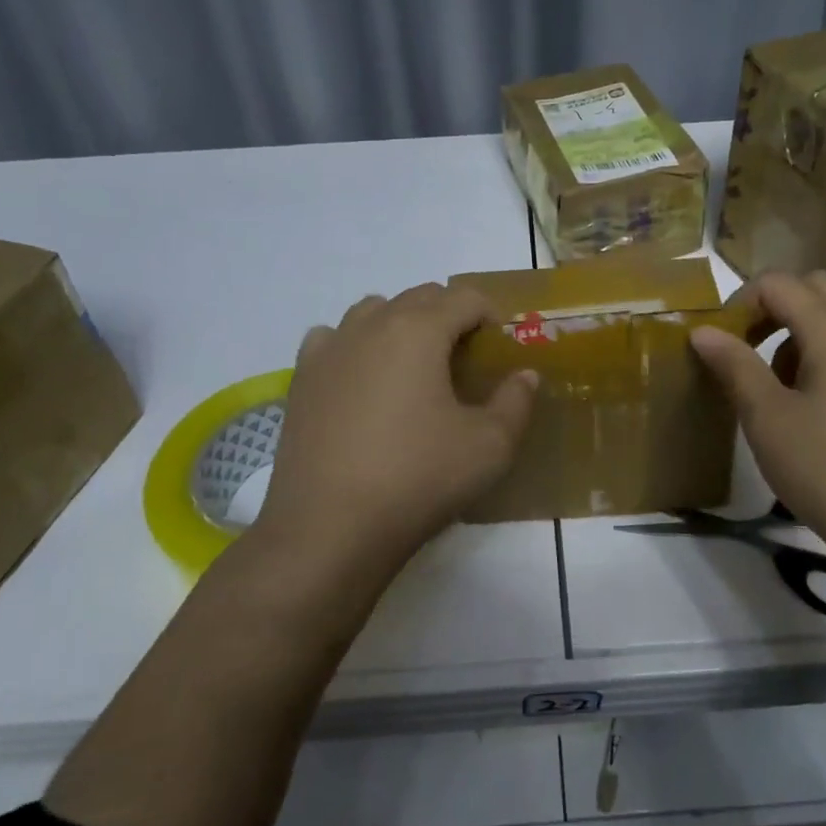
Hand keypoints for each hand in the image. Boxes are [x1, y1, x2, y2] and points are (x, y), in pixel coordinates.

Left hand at [255, 283, 538, 569]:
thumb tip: (525, 375)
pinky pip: (332, 339)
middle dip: (450, 317)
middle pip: (420, 297)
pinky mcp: (301, 378)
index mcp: (418, 329)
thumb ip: (516, 402)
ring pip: (374, 311)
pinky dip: (354, 346)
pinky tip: (361, 381)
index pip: (465, 297)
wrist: (328, 529)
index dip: (491, 317)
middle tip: (465, 364)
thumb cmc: (418, 479)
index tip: (500, 352)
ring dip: (402, 325)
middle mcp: (371, 324)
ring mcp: (330, 348)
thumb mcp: (489, 446)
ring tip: (414, 370)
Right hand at [690, 271, 825, 587]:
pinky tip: (813, 414)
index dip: (740, 302)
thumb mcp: (768, 419)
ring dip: (799, 336)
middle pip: (816, 290)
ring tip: (776, 389)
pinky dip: (825, 360)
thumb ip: (735, 366)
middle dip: (774, 308)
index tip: (719, 342)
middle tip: (747, 350)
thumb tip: (703, 330)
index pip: (779, 283)